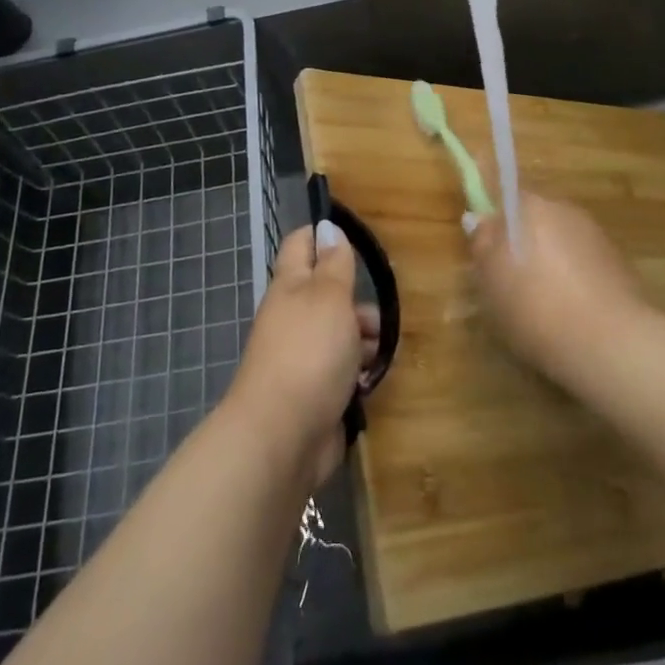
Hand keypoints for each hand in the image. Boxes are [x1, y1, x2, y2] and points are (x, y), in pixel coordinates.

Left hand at [225, 222, 379, 491]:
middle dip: (357, 298)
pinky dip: (358, 371)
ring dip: (364, 337)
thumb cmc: (309, 353)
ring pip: (339, 332)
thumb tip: (328, 227)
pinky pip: (342, 370)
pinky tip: (372, 379)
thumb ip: (334, 263)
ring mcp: (302, 356)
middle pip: (327, 292)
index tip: (357, 238)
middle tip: (382, 310)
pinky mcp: (314, 391)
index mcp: (290, 286)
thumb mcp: (329, 297)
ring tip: (381, 350)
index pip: (301, 245)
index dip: (324, 235)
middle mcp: (293, 316)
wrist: (282, 437)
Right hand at [466, 193, 645, 384]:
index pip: (504, 192)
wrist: (609, 342)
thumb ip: (482, 244)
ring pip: (559, 241)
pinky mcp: (618, 263)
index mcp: (529, 205)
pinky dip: (572, 279)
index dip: (493, 215)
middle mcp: (564, 209)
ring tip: (540, 304)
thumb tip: (478, 219)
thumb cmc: (535, 305)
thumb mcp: (490, 280)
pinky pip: (582, 263)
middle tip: (507, 281)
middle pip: (533, 218)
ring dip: (548, 261)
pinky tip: (569, 312)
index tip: (487, 246)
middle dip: (521, 241)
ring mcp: (595, 235)